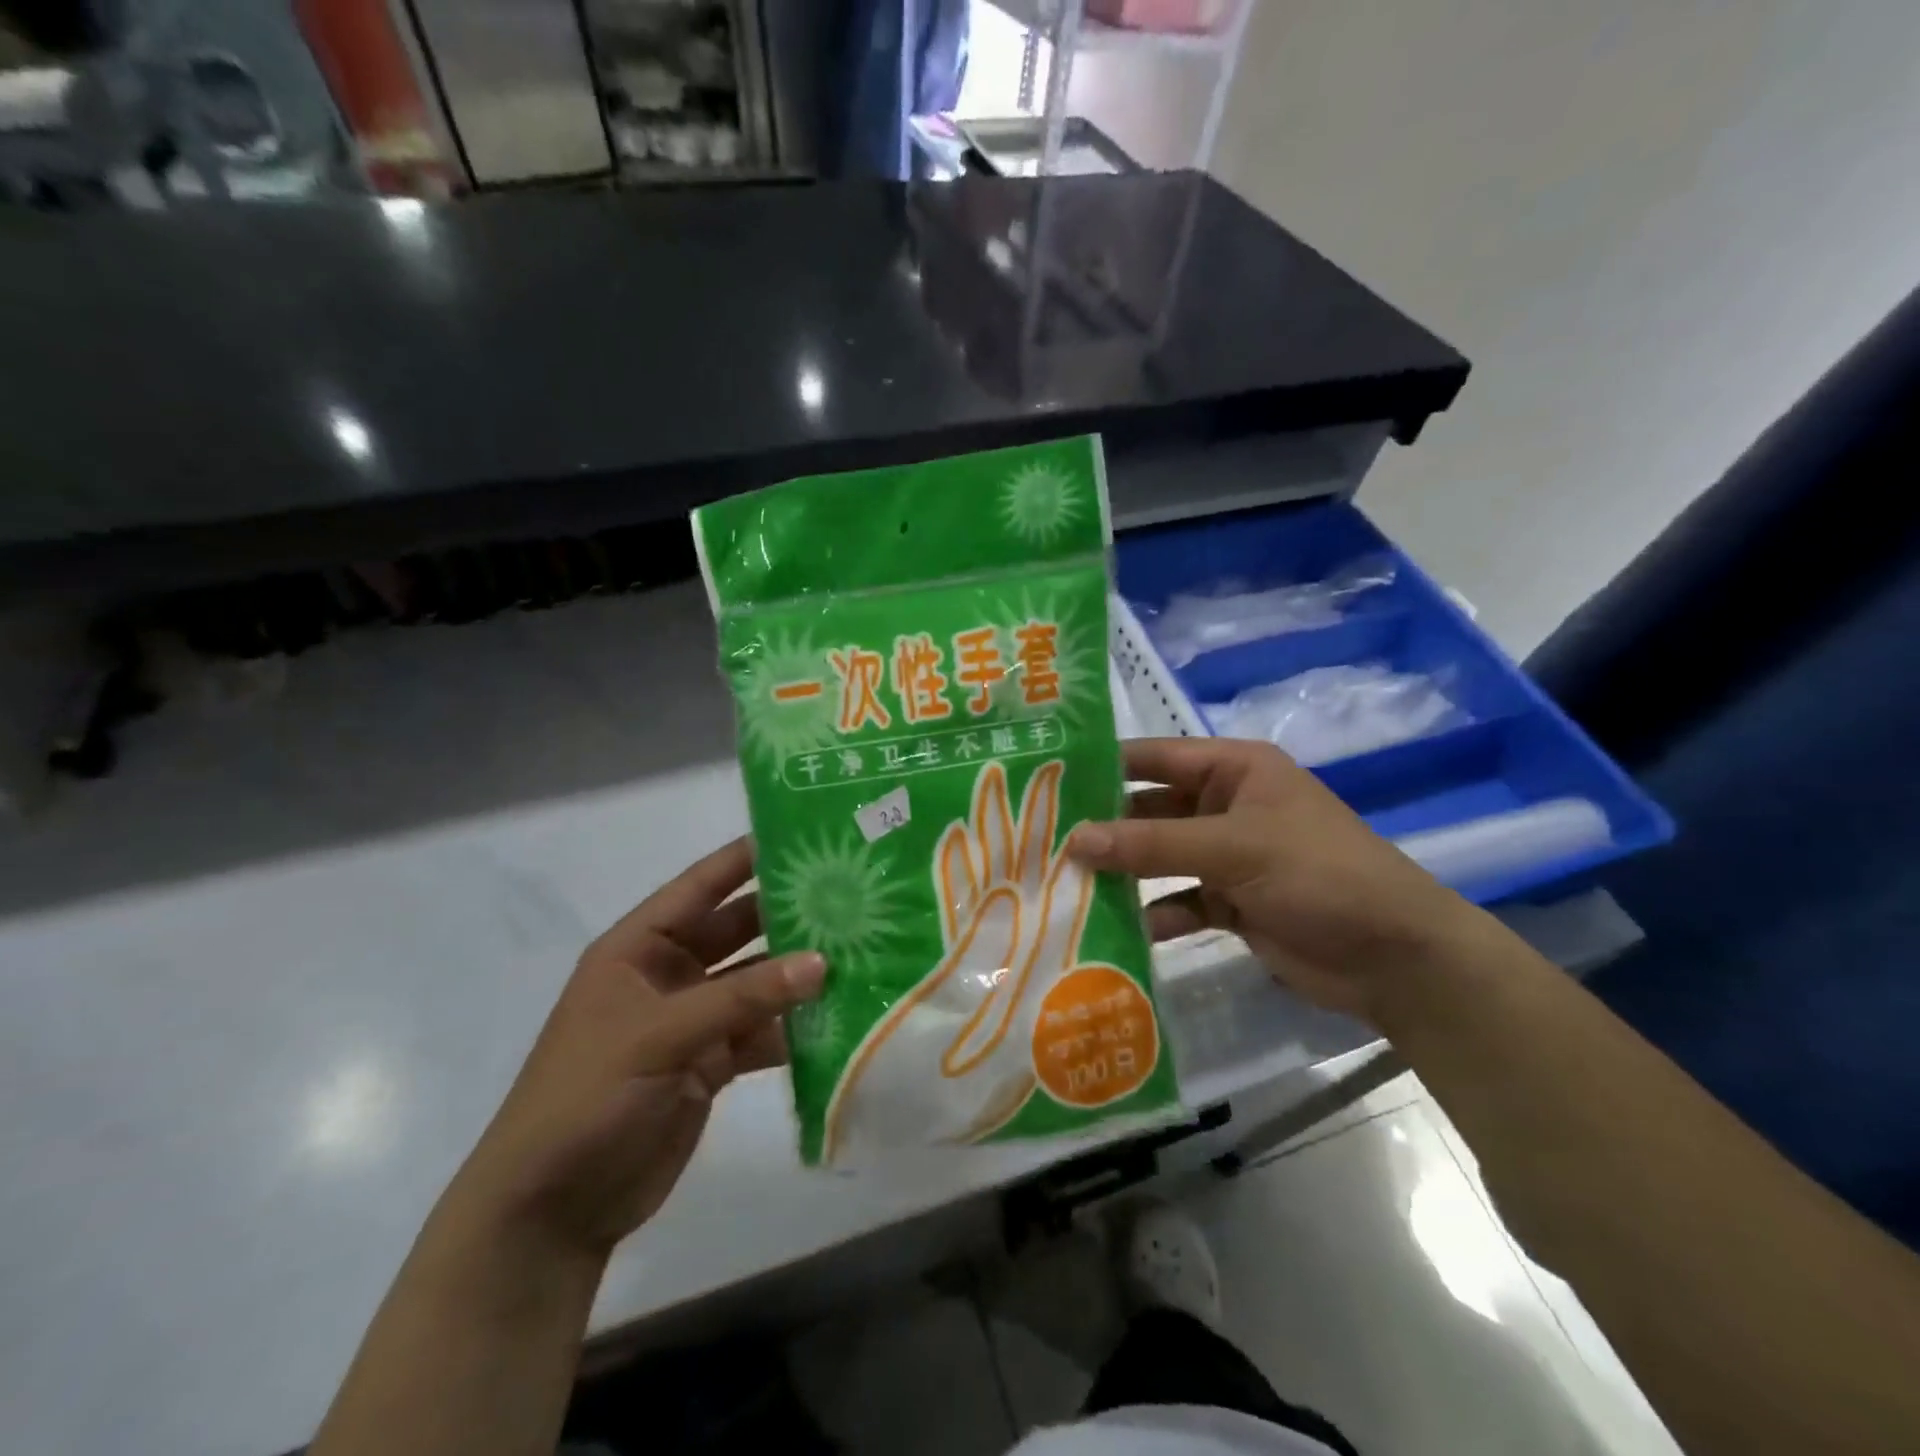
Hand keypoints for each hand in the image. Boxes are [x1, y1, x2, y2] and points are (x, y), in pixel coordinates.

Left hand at [444, 838, 825, 1260]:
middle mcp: (668, 974)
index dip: (746, 858)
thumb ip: (742, 998)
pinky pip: (760, 1032)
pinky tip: (838, 1019)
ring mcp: (692, 1020)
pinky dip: (794, 1028)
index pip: (700, 887)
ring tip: (859, 951)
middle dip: (787, 914)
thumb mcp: (659, 1036)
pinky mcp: (710, 1064)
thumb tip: (822, 962)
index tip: (802, 833)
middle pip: (737, 931)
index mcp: (638, 948)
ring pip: (756, 982)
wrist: (551, 1212)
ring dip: (798, 974)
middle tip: (849, 894)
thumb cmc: (586, 1099)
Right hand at [1069, 737, 1491, 1022]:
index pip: (1153, 757)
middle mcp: (1225, 806)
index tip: (1043, 781)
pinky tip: (1116, 931)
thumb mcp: (1233, 850)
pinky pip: (1178, 900)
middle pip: (1149, 810)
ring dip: (1122, 873)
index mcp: (1233, 770)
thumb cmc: (1319, 876)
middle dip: (1104, 828)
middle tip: (1041, 843)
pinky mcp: (1231, 903)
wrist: (1396, 959)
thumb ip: (1152, 844)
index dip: (1101, 766)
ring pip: (1159, 858)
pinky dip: (1152, 913)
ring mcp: (1228, 856)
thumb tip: (1073, 838)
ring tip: (1064, 887)